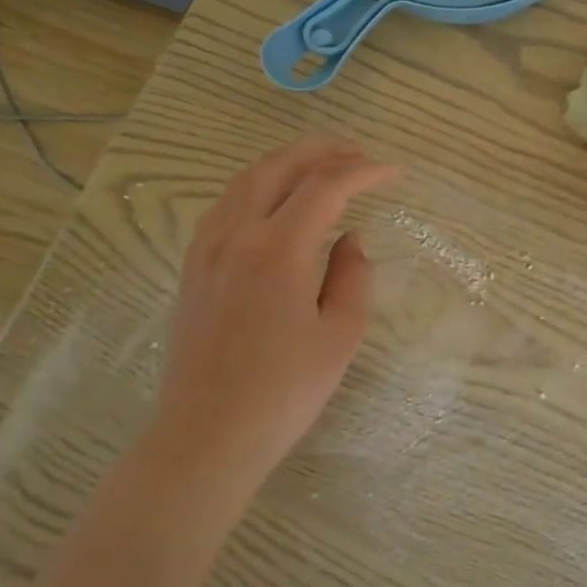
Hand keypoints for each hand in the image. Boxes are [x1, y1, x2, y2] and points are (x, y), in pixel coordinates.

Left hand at [153, 137, 397, 493]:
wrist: (205, 436)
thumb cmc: (282, 392)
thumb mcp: (340, 336)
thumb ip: (353, 276)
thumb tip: (350, 239)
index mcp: (278, 250)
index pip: (326, 187)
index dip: (364, 172)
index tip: (394, 172)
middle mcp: (237, 235)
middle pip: (279, 166)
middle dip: (323, 151)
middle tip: (359, 154)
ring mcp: (207, 247)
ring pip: (247, 178)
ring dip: (289, 162)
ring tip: (322, 166)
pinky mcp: (193, 265)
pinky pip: (227, 202)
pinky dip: (259, 184)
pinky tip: (276, 200)